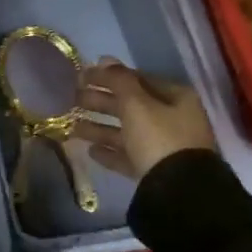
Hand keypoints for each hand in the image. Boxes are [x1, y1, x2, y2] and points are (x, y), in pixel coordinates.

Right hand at [76, 58, 215, 180]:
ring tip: (72, 126)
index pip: (137, 79)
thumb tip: (104, 59)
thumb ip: (118, 80)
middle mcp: (173, 119)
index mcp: (175, 97)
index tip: (82, 76)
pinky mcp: (155, 171)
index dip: (109, 76)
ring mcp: (165, 147)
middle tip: (72, 98)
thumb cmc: (158, 138)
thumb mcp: (136, 104)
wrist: (178, 193)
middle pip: (130, 105)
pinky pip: (129, 155)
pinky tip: (90, 151)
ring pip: (127, 131)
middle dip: (100, 102)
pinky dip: (110, 151)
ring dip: (100, 127)